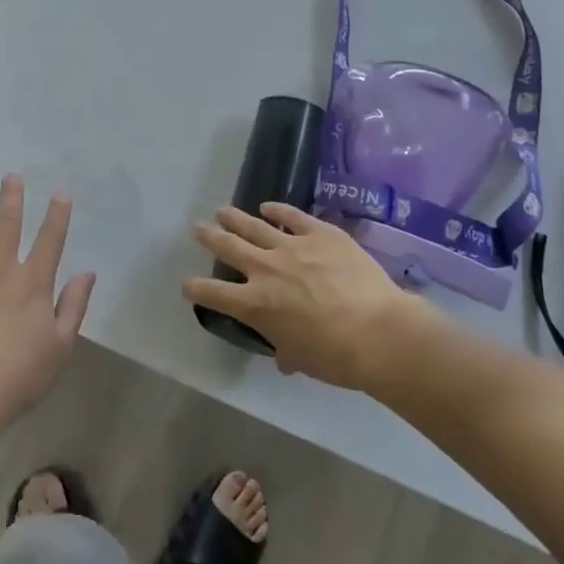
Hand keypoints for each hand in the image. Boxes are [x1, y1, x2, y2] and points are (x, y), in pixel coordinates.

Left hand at [0, 176, 96, 445]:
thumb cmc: (18, 377)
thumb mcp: (60, 347)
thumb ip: (74, 306)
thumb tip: (87, 272)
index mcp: (33, 282)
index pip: (50, 239)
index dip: (57, 214)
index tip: (60, 191)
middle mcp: (0, 270)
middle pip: (8, 226)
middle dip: (12, 199)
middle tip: (11, 175)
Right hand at [182, 203, 427, 389]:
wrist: (377, 332)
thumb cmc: (335, 356)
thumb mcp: (300, 358)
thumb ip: (286, 350)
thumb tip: (285, 355)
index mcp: (255, 305)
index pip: (213, 293)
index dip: (195, 288)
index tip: (187, 284)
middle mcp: (265, 270)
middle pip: (228, 248)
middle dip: (210, 237)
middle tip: (198, 228)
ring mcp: (292, 247)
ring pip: (255, 226)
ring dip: (236, 218)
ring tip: (223, 211)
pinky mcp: (321, 234)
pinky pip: (293, 216)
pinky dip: (278, 209)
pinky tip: (268, 206)